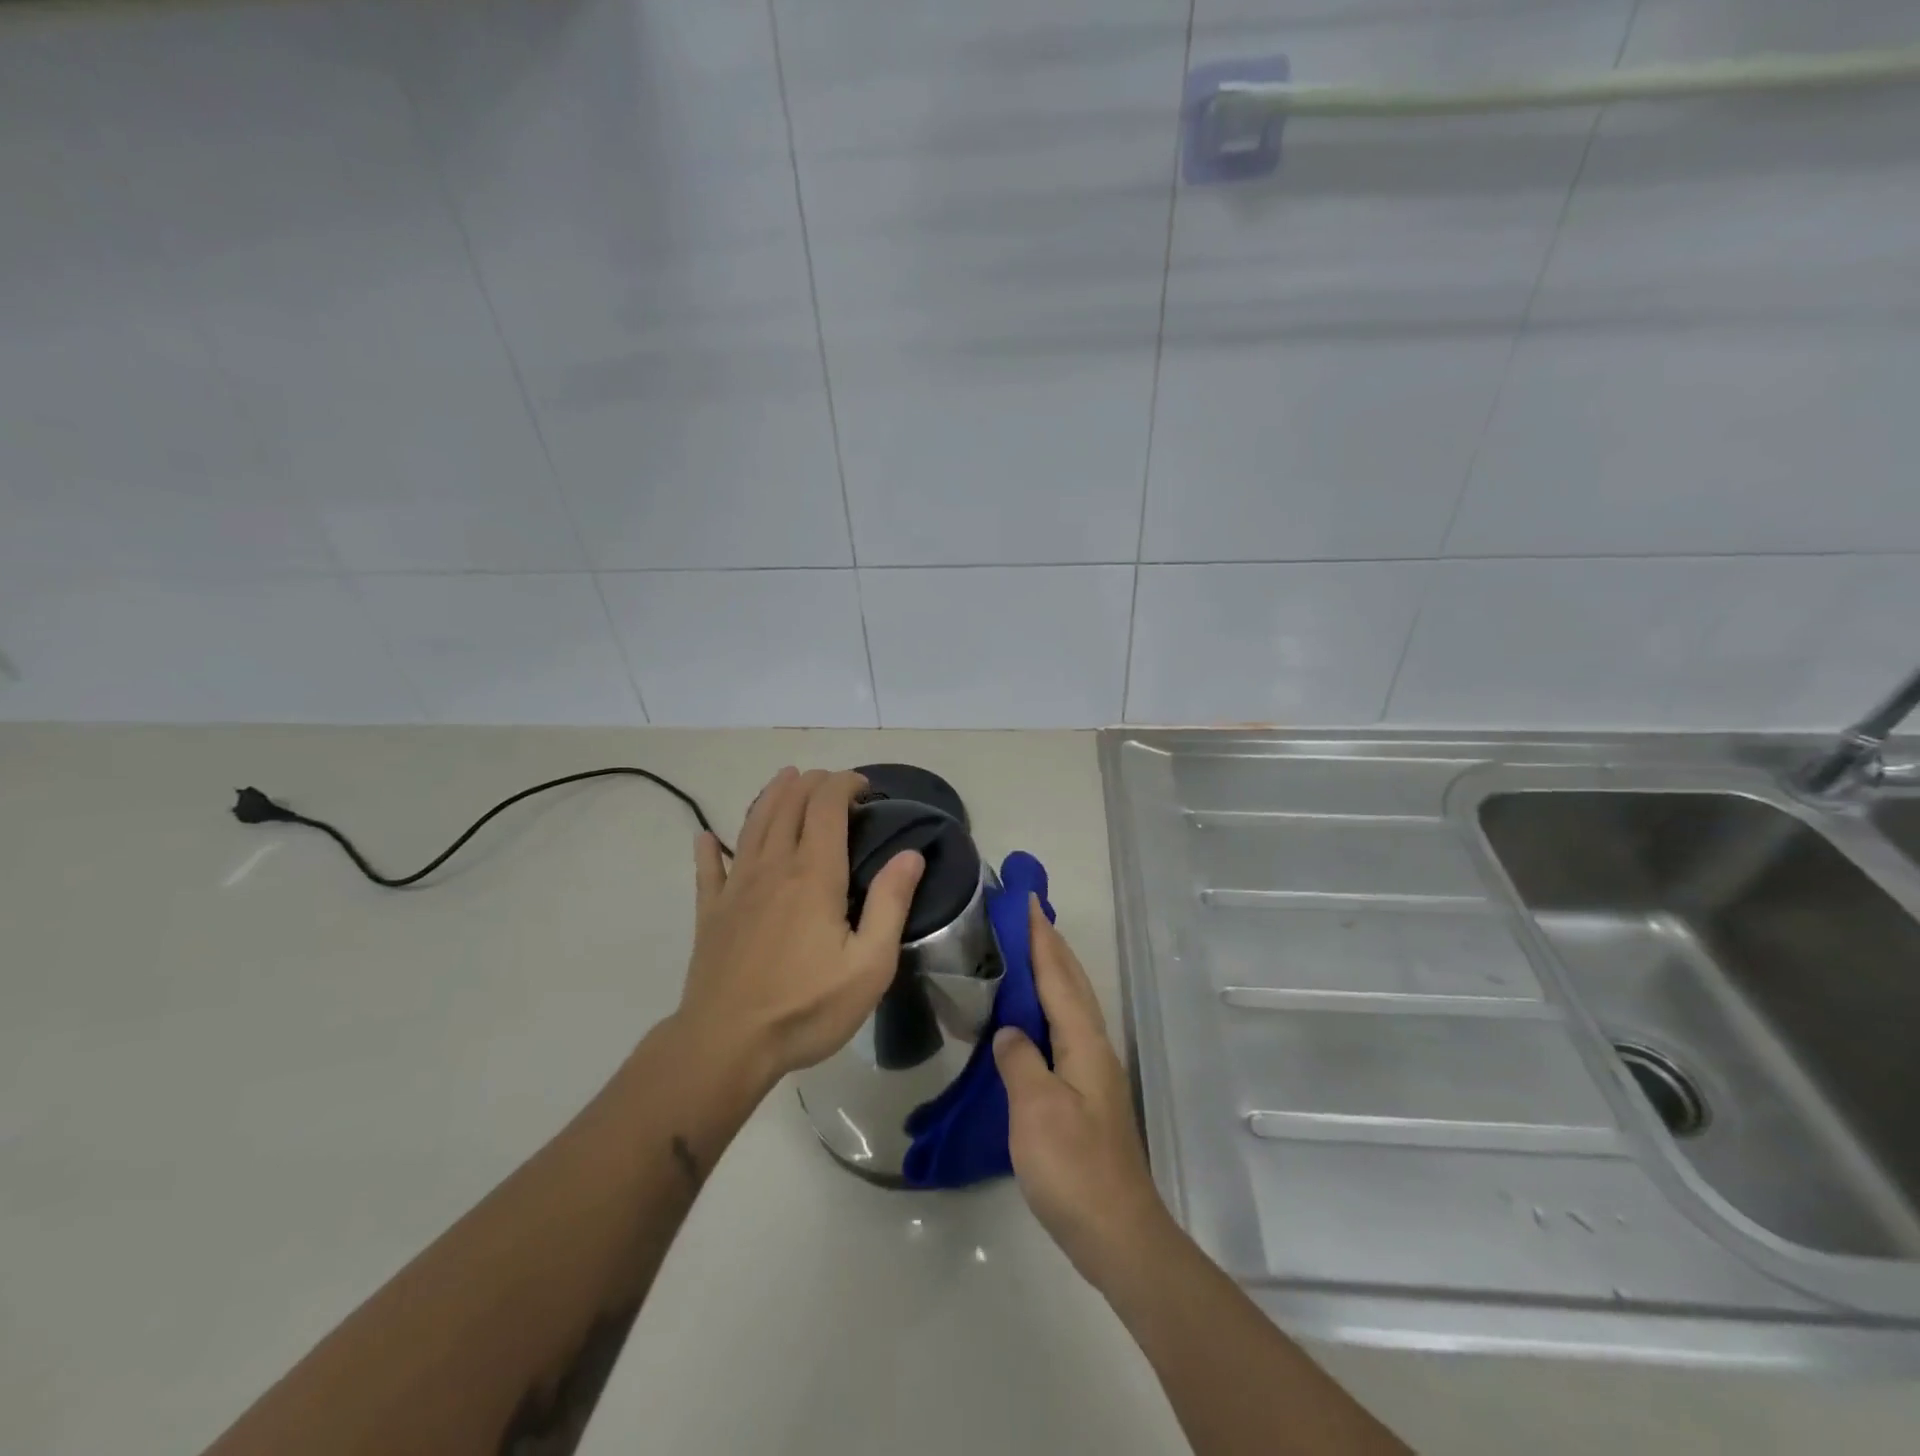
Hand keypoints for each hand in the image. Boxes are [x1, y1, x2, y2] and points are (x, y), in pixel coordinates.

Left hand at [678, 768, 923, 1089]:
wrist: (726, 1045)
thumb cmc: (806, 1008)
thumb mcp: (869, 964)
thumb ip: (891, 903)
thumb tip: (911, 854)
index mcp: (814, 874)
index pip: (826, 805)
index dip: (844, 784)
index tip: (865, 787)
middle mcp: (773, 867)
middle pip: (788, 804)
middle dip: (812, 782)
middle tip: (833, 783)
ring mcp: (736, 887)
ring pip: (753, 824)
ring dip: (771, 795)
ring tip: (786, 779)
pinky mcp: (710, 912)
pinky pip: (708, 868)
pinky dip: (710, 847)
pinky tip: (707, 837)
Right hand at [993, 900, 1174, 1289]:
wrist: (1117, 1233)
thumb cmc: (1073, 1168)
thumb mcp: (1036, 1111)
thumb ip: (1020, 1060)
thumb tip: (1009, 1031)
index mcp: (1082, 1041)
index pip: (1057, 974)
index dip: (1040, 936)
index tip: (1027, 899)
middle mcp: (1093, 1046)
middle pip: (1071, 981)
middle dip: (1049, 943)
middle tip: (1026, 912)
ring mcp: (1092, 1070)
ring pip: (1071, 1003)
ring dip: (1051, 970)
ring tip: (1026, 949)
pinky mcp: (1085, 1093)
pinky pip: (1064, 1028)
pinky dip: (1048, 1005)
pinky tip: (1031, 1016)